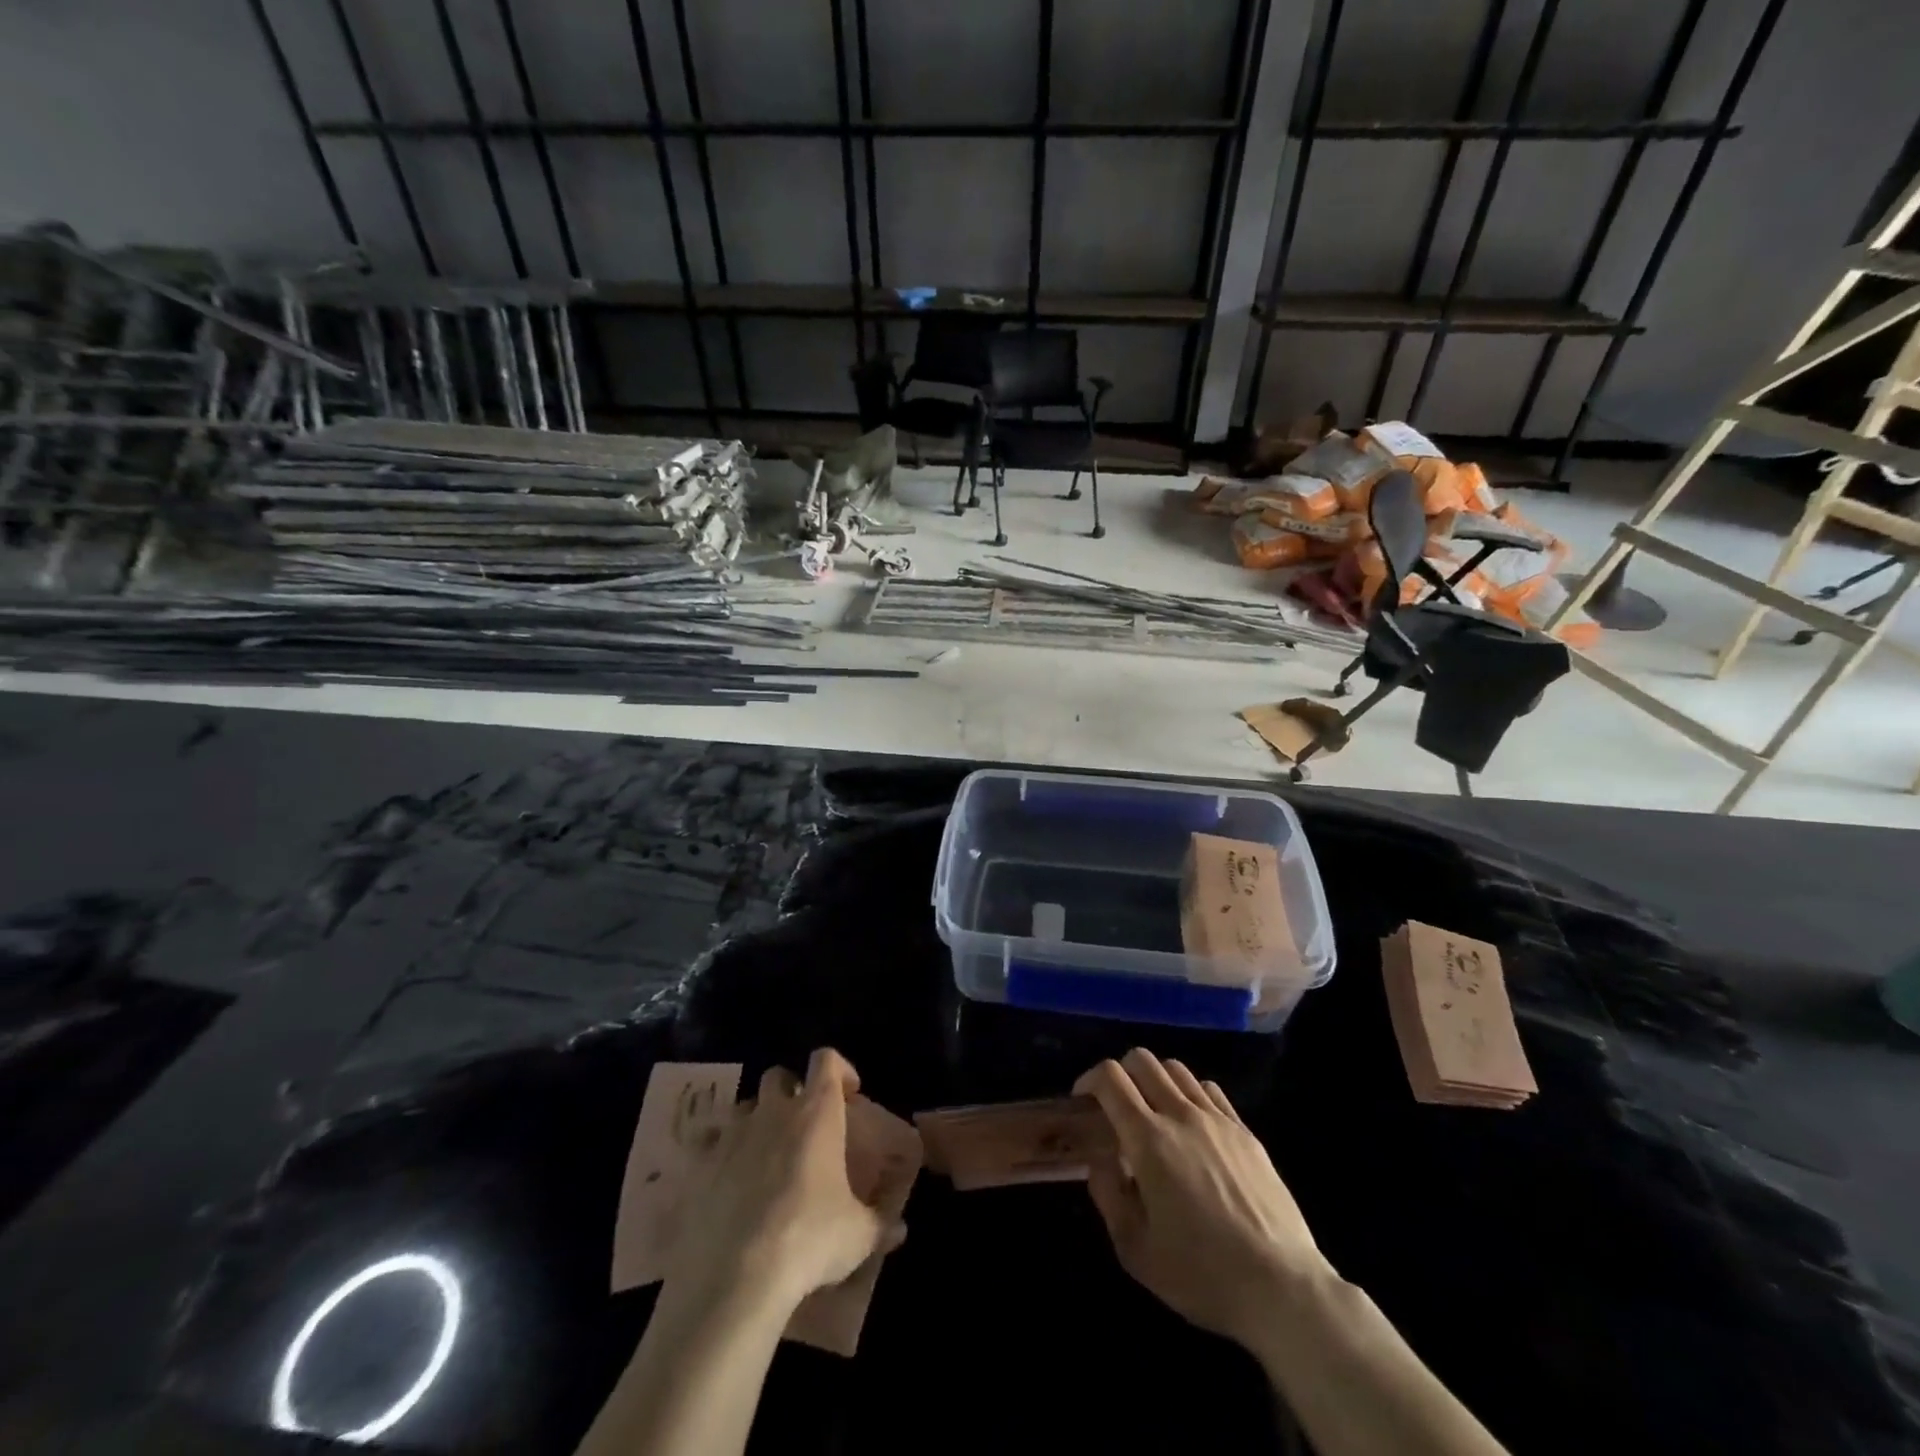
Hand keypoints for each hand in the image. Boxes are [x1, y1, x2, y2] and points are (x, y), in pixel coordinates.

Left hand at [670, 1048, 901, 1314]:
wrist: (735, 1279)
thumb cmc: (809, 1241)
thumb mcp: (858, 1236)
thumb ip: (881, 1223)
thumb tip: (900, 1228)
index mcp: (816, 1113)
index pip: (826, 1060)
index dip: (840, 1069)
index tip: (849, 1094)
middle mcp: (774, 1111)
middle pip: (779, 1075)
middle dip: (793, 1090)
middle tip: (805, 1124)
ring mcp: (733, 1135)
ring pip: (744, 1106)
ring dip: (757, 1120)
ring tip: (766, 1153)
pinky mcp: (700, 1165)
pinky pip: (710, 1144)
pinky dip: (722, 1154)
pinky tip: (729, 1183)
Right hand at [1074, 1048, 1330, 1350]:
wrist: (1282, 1288)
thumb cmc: (1201, 1274)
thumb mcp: (1135, 1250)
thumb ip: (1108, 1195)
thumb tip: (1099, 1161)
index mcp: (1148, 1140)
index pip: (1110, 1078)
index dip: (1089, 1080)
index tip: (1083, 1100)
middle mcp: (1181, 1115)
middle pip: (1142, 1060)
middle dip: (1120, 1073)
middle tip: (1116, 1105)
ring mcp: (1218, 1119)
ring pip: (1177, 1069)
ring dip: (1155, 1079)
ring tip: (1153, 1112)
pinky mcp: (1245, 1131)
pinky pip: (1209, 1089)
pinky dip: (1189, 1093)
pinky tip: (1191, 1124)